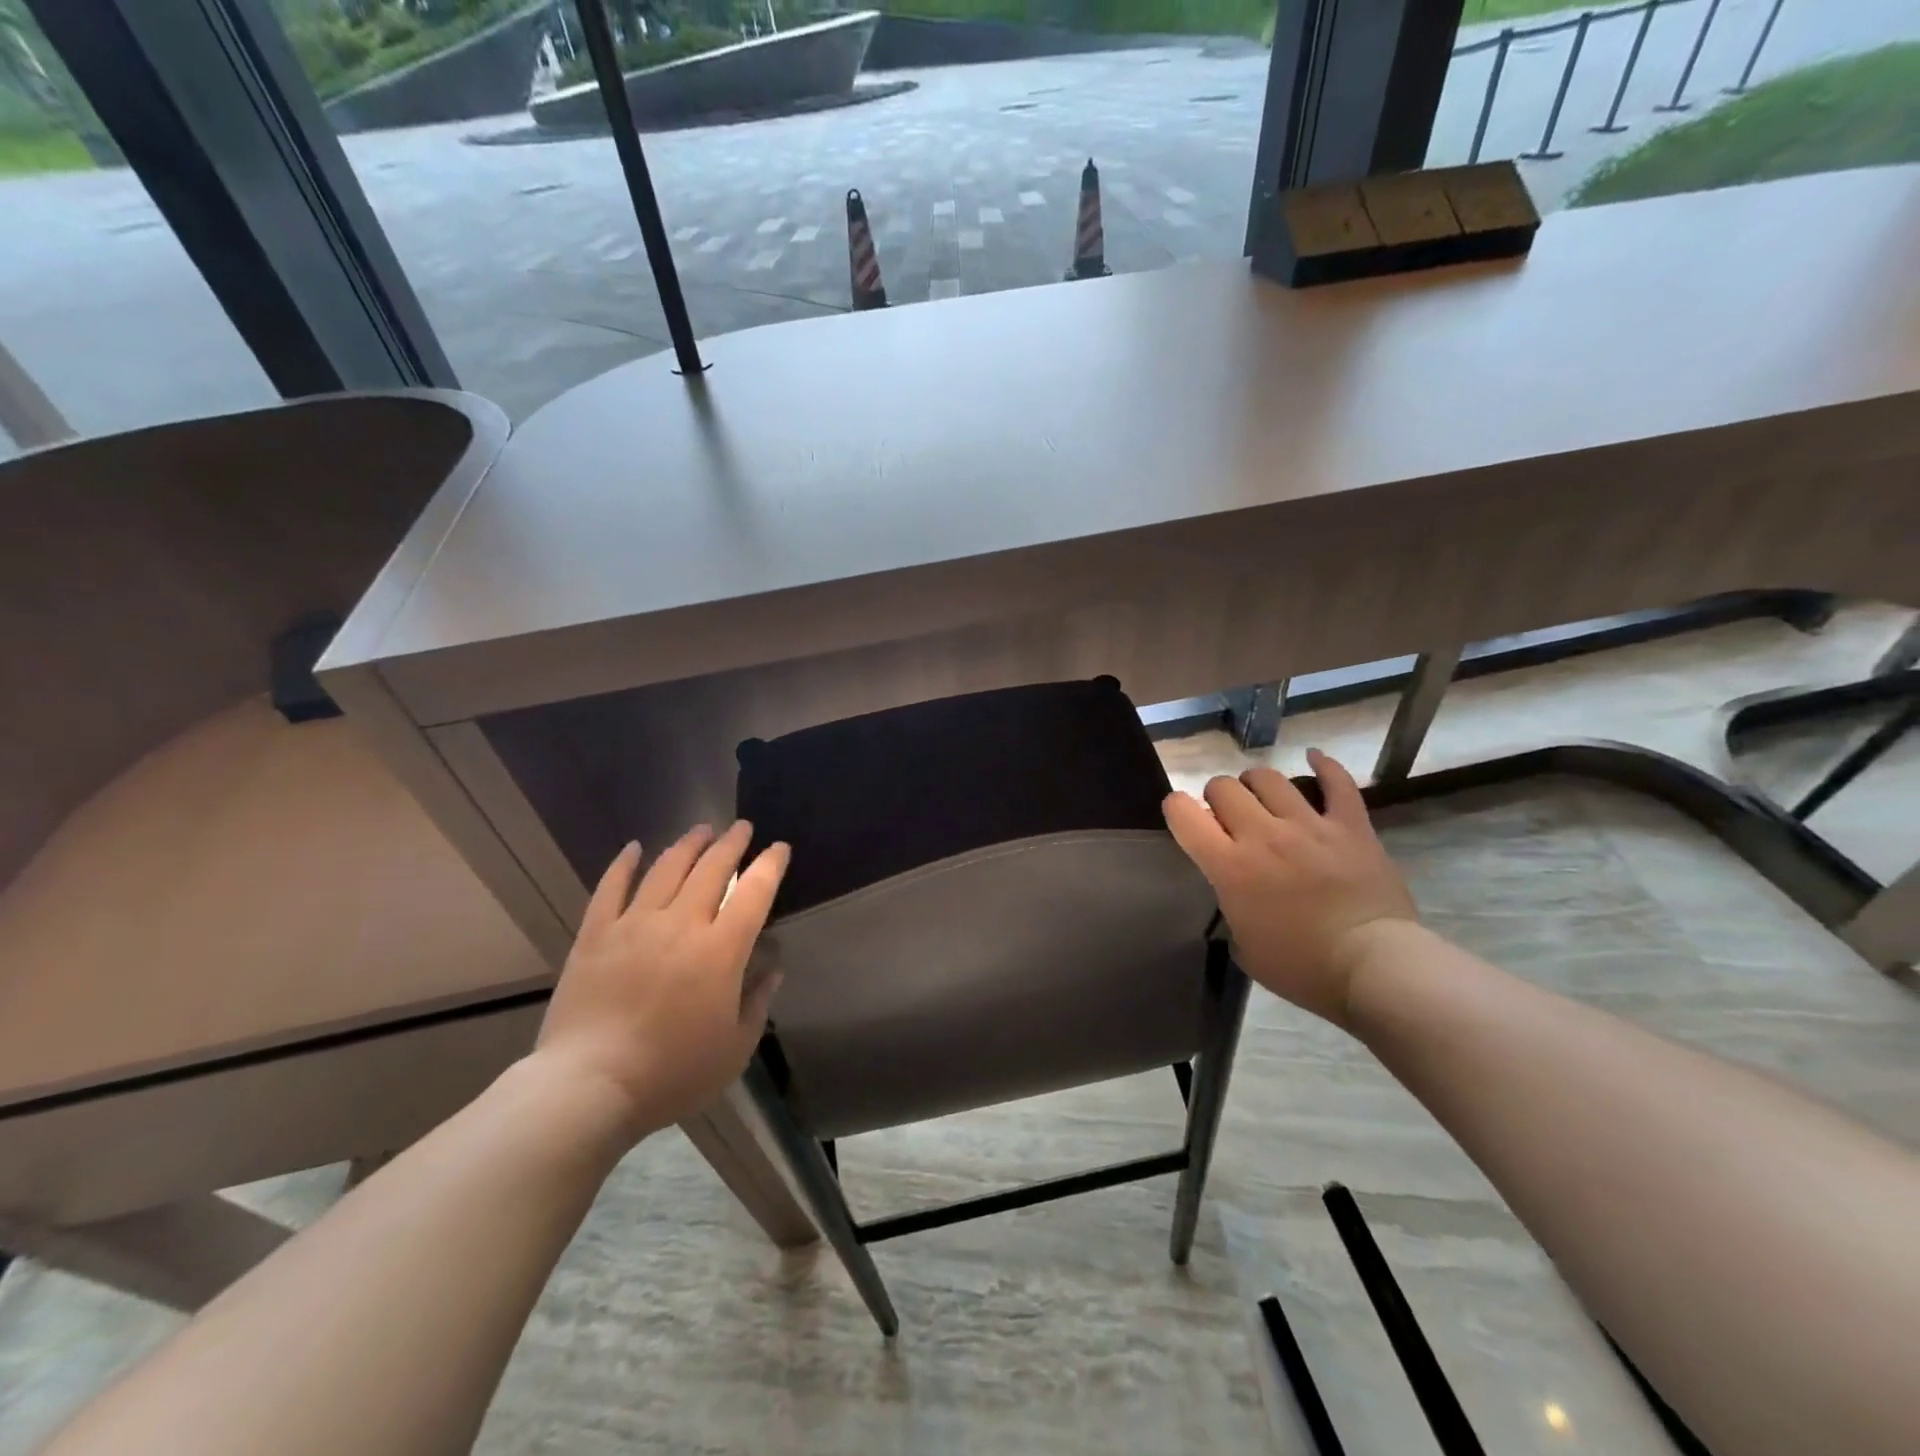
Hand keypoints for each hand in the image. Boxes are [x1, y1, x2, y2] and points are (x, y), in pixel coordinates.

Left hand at [532, 821, 789, 1141]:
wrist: (589, 1086)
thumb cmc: (672, 1072)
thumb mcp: (734, 1048)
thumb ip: (758, 1002)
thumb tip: (773, 968)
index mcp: (721, 950)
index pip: (753, 892)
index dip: (769, 865)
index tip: (778, 849)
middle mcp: (681, 925)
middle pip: (711, 869)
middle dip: (731, 843)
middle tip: (741, 827)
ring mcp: (634, 925)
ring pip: (666, 869)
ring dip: (687, 845)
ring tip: (701, 829)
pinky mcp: (595, 936)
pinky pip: (610, 888)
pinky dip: (623, 864)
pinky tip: (633, 848)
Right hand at [1164, 749, 1416, 1026]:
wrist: (1375, 968)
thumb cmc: (1303, 968)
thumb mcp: (1244, 946)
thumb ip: (1231, 906)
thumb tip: (1235, 890)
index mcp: (1230, 866)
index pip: (1183, 813)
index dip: (1176, 808)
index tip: (1184, 818)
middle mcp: (1263, 835)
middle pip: (1224, 786)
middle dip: (1217, 797)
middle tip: (1228, 818)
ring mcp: (1309, 825)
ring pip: (1268, 777)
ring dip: (1256, 784)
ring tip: (1262, 799)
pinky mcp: (1350, 825)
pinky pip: (1337, 782)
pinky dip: (1324, 766)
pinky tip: (1314, 758)